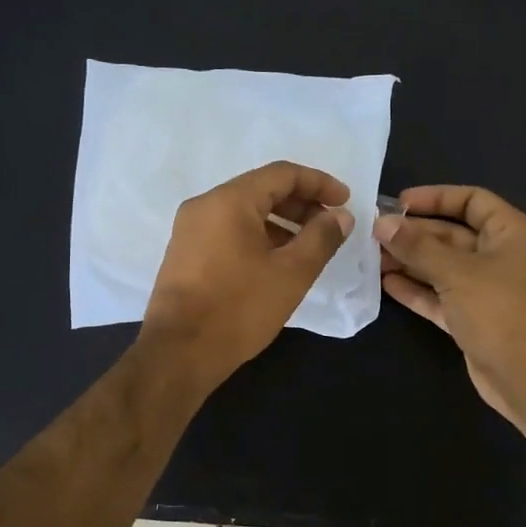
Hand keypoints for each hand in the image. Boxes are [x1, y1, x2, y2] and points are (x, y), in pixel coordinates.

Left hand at [140, 161, 354, 391]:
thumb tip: (340, 216)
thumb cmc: (239, 308)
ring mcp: (189, 230)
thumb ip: (321, 238)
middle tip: (330, 226)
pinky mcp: (184, 254)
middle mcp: (204, 206)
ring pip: (244, 212)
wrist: (179, 353)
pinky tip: (276, 263)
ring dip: (281, 222)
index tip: (345, 201)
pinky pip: (228, 232)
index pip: (282, 174)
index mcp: (229, 200)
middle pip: (261, 189)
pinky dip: (258, 237)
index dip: (319, 183)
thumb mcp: (291, 273)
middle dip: (301, 203)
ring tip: (309, 247)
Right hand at [374, 185, 525, 431]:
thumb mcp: (457, 272)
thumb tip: (382, 223)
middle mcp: (499, 257)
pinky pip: (439, 296)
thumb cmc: (499, 310)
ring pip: (442, 267)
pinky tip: (386, 283)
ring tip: (372, 256)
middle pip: (452, 235)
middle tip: (374, 232)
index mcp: (510, 233)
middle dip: (415, 233)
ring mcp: (485, 290)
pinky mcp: (471, 318)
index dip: (436, 197)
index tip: (400, 202)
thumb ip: (418, 247)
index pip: (472, 201)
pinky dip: (416, 289)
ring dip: (410, 261)